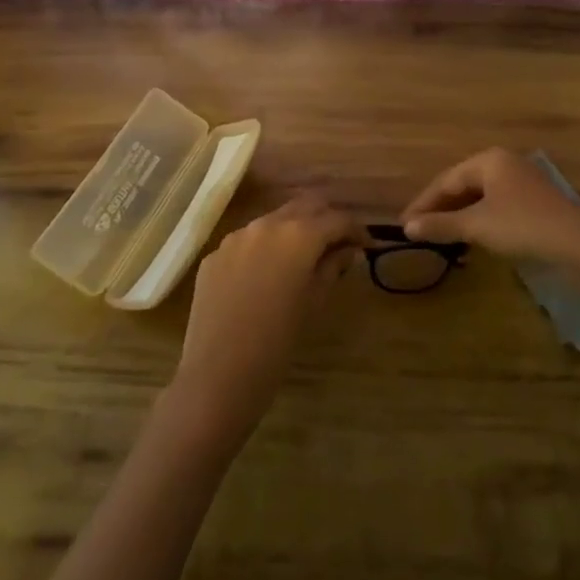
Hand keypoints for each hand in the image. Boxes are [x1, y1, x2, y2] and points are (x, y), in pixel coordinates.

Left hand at [169, 195, 364, 442]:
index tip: (365, 245)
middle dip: (325, 218)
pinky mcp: (214, 255)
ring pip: (273, 219)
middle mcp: (266, 224)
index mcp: (298, 235)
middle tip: (338, 243)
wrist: (218, 374)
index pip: (337, 219)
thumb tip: (347, 250)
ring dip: (293, 230)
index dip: (356, 230)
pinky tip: (267, 276)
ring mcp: (235, 237)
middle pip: (305, 205)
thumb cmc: (278, 343)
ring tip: (303, 258)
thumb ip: (332, 267)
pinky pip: (247, 241)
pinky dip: (265, 249)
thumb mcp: (314, 303)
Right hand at [401, 148, 579, 269]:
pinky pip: (496, 204)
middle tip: (419, 229)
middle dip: (440, 208)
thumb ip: (441, 224)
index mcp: (489, 160)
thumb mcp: (476, 226)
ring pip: (479, 196)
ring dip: (459, 215)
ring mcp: (522, 180)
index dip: (423, 203)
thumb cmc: (521, 225)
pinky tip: (471, 236)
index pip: (445, 180)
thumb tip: (408, 227)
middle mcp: (504, 163)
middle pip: (462, 185)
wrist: (577, 242)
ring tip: (441, 235)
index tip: (404, 223)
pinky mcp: (534, 199)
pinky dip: (478, 219)